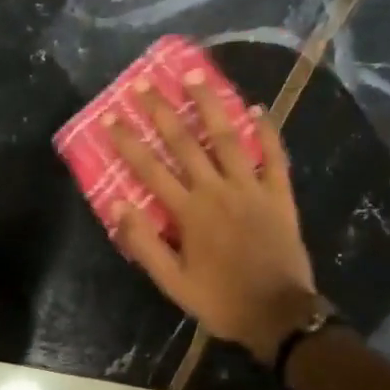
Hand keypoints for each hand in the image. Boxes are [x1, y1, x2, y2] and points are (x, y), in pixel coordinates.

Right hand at [105, 73, 320, 364]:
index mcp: (189, 212)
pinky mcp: (279, 193)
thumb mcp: (173, 283)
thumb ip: (144, 244)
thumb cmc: (222, 300)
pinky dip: (267, 131)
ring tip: (194, 74)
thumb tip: (118, 204)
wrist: (279, 315)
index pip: (150, 168)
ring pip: (226, 137)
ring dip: (208, 104)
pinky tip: (257, 107)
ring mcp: (251, 188)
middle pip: (184, 142)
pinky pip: (274, 156)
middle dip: (161, 110)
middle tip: (143, 83)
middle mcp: (217, 190)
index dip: (128, 140)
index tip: (110, 115)